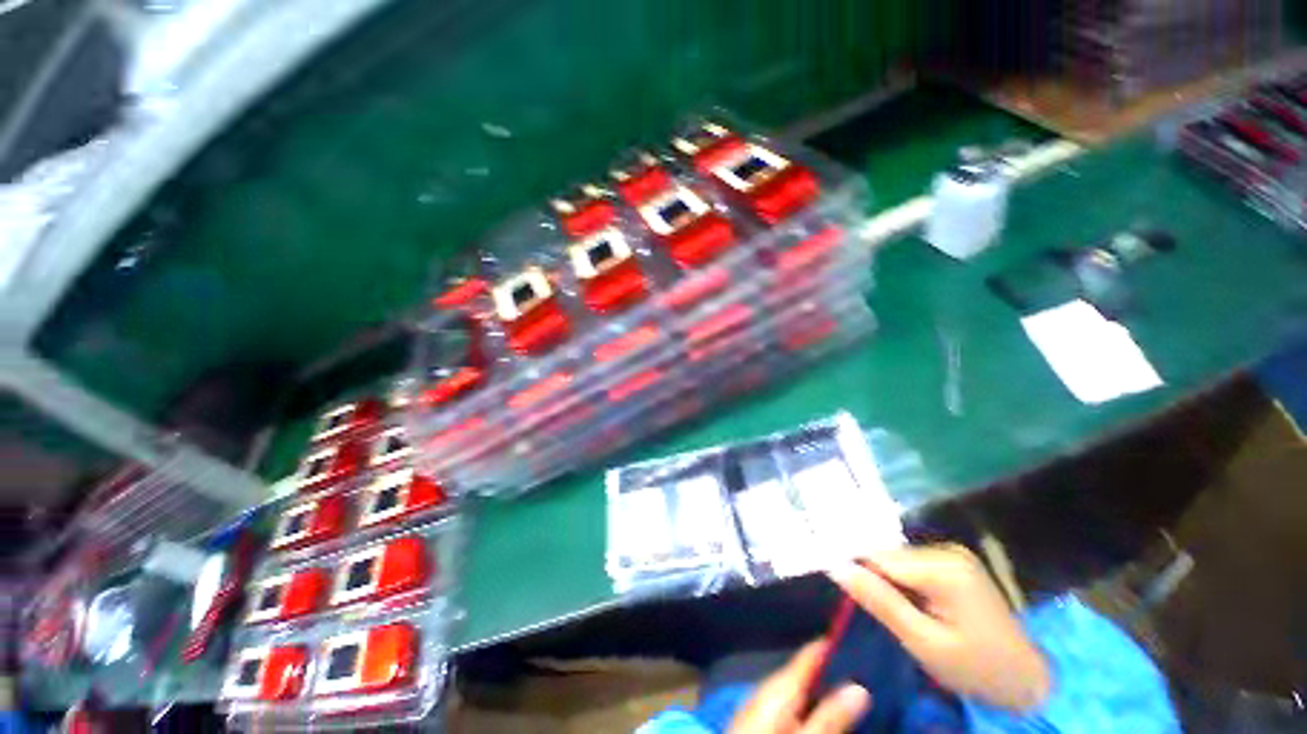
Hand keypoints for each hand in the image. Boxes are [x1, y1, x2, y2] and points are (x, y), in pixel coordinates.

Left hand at [729, 641, 870, 733]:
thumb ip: (831, 715)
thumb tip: (859, 687)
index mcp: (781, 683)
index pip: (811, 653)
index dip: (834, 644)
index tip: (857, 637)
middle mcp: (771, 685)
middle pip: (806, 670)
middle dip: (833, 670)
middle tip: (864, 669)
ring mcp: (764, 702)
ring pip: (800, 688)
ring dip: (822, 688)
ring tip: (852, 689)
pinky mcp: (761, 718)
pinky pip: (792, 703)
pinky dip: (809, 702)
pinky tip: (823, 711)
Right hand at [827, 544, 1050, 712]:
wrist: (1027, 680)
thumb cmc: (976, 669)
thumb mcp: (923, 643)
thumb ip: (880, 601)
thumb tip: (836, 567)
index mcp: (943, 568)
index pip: (878, 557)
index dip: (857, 573)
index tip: (840, 590)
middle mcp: (946, 550)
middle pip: (888, 556)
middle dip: (875, 581)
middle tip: (878, 614)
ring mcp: (952, 555)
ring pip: (897, 560)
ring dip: (889, 584)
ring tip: (899, 614)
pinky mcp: (954, 563)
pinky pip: (912, 566)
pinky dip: (903, 584)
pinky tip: (912, 606)